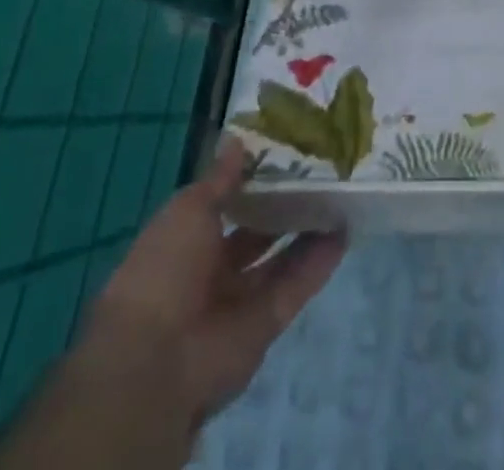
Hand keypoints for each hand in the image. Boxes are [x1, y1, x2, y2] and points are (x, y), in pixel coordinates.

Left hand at [80, 136, 346, 430]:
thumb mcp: (188, 209)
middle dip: (284, 205)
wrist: (158, 361)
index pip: (224, 205)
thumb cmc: (164, 270)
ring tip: (341, 194)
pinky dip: (320, 262)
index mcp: (184, 242)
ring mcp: (240, 299)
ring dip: (308, 230)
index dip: (250, 180)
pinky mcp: (267, 323)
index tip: (282, 151)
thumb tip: (238, 141)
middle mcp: (212, 270)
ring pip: (281, 258)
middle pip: (256, 233)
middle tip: (322, 169)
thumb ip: (220, 179)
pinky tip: (345, 231)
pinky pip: (296, 285)